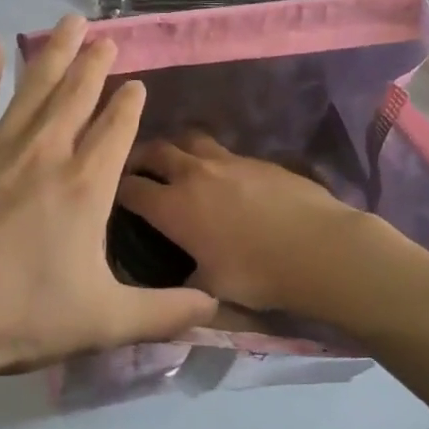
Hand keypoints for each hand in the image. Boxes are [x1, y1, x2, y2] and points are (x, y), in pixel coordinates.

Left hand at [0, 17, 217, 387]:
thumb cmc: (17, 314)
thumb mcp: (102, 322)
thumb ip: (162, 314)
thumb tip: (215, 308)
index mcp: (85, 186)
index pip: (116, 130)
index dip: (129, 104)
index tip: (137, 84)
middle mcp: (46, 153)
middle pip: (77, 95)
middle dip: (95, 63)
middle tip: (107, 37)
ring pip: (34, 86)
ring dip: (54, 53)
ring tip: (70, 22)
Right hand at [117, 134, 374, 313]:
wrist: (319, 247)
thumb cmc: (258, 274)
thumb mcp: (213, 289)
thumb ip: (186, 284)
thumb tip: (177, 288)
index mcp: (173, 207)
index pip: (129, 188)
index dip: (115, 189)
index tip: (109, 193)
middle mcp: (193, 174)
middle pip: (155, 150)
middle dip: (138, 157)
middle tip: (135, 168)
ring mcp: (227, 161)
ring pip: (189, 139)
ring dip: (175, 148)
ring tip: (176, 162)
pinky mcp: (256, 158)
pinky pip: (223, 150)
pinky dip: (210, 158)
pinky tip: (220, 175)